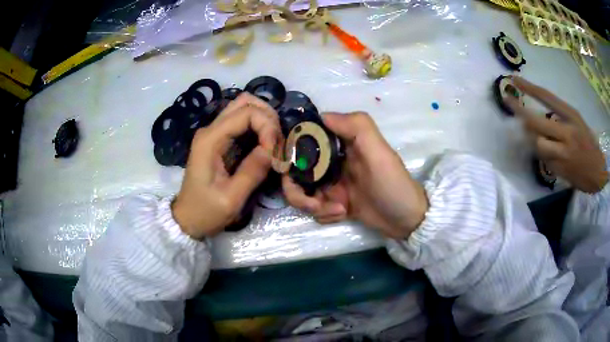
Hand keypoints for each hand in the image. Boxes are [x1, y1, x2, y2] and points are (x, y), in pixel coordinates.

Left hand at [172, 93, 280, 239]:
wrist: (187, 219)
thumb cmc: (205, 211)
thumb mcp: (231, 199)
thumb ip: (252, 172)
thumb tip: (273, 150)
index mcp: (210, 140)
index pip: (246, 112)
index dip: (267, 126)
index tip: (274, 152)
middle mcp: (211, 129)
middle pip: (245, 102)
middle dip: (268, 117)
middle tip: (277, 143)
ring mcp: (214, 133)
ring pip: (244, 108)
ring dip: (264, 120)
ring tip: (273, 145)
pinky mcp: (220, 140)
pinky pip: (242, 122)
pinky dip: (259, 128)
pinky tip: (266, 146)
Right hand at [282, 112, 428, 238]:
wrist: (405, 219)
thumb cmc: (392, 184)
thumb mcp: (379, 151)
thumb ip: (356, 126)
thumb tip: (321, 116)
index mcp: (340, 143)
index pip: (304, 138)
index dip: (291, 149)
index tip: (288, 166)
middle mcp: (331, 161)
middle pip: (295, 170)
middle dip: (298, 190)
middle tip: (314, 203)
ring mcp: (330, 183)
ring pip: (301, 192)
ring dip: (313, 205)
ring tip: (337, 210)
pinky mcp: (333, 202)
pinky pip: (314, 208)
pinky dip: (325, 214)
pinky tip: (342, 214)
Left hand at [505, 76, 607, 192]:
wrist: (597, 173)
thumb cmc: (588, 143)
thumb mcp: (577, 121)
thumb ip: (559, 116)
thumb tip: (538, 112)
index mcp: (571, 116)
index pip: (547, 97)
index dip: (529, 88)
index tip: (513, 79)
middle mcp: (566, 133)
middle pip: (535, 122)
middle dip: (519, 111)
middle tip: (508, 102)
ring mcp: (562, 153)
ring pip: (536, 142)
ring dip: (530, 136)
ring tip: (531, 133)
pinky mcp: (559, 170)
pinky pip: (542, 159)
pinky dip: (540, 153)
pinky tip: (546, 151)